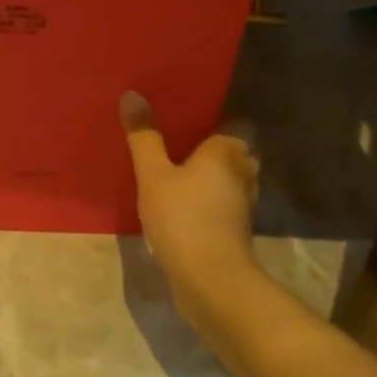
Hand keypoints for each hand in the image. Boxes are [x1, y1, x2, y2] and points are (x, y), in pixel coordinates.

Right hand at [119, 90, 260, 336]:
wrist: (211, 282)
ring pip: (227, 179)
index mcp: (227, 151)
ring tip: (175, 171)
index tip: (186, 117)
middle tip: (175, 141)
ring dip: (208, 176)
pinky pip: (221, 203)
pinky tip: (182, 203)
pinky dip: (207, 200)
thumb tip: (132, 95)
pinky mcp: (235, 230)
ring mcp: (243, 204)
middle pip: (231, 152)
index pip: (231, 124)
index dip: (212, 119)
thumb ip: (144, 136)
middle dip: (210, 148)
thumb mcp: (153, 175)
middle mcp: (243, 172)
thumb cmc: (183, 218)